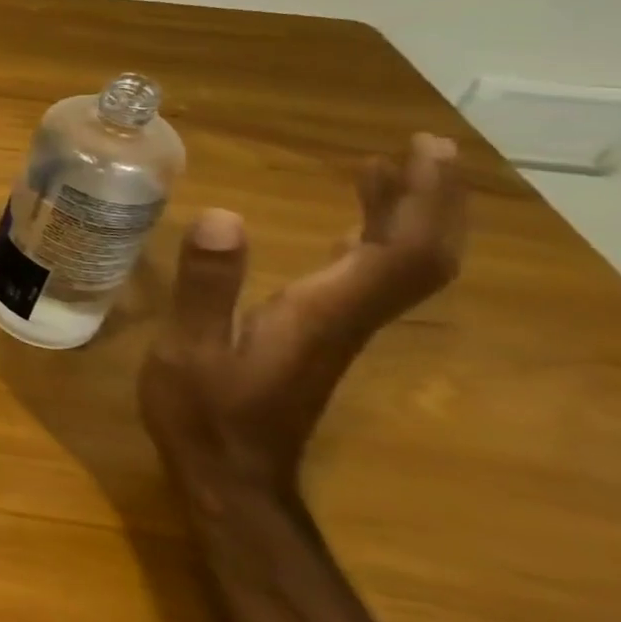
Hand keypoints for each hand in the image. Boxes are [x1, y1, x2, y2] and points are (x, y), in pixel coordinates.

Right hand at [141, 133, 466, 510]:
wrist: (230, 474)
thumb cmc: (204, 410)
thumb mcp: (191, 346)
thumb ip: (208, 285)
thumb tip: (223, 215)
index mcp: (324, 312)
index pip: (400, 251)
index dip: (420, 199)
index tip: (418, 150)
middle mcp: (346, 316)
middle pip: (418, 256)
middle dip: (430, 199)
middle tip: (418, 147)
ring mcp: (337, 328)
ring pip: (398, 268)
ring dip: (404, 216)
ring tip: (382, 170)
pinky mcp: (319, 335)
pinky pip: (367, 279)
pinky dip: (371, 241)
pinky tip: (348, 227)